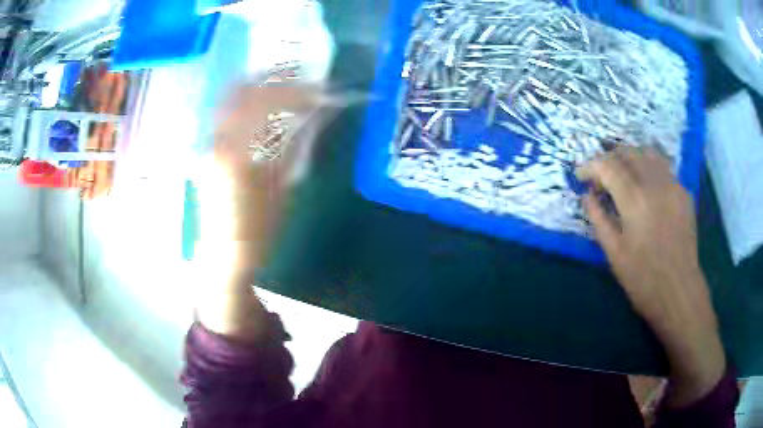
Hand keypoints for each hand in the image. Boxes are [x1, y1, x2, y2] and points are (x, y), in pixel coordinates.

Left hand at [198, 84, 321, 269]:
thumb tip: (314, 118)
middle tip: (300, 78)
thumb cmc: (256, 229)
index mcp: (235, 153)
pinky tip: (265, 107)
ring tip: (285, 86)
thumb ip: (293, 146)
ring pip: (231, 99)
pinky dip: (249, 104)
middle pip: (241, 91)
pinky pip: (228, 115)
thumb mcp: (281, 188)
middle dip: (273, 79)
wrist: (224, 253)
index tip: (318, 92)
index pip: (264, 104)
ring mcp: (209, 144)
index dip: (294, 92)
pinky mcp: (209, 150)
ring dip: (259, 87)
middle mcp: (217, 141)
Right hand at [577, 147, 725, 406]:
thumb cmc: (643, 279)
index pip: (608, 165)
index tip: (580, 175)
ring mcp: (673, 185)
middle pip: (628, 152)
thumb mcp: (614, 254)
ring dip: (630, 156)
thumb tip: (587, 196)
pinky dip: (649, 167)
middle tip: (600, 175)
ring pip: (648, 153)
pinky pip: (663, 168)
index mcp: (635, 199)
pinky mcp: (684, 193)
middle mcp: (655, 183)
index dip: (590, 166)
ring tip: (622, 172)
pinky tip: (646, 185)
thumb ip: (599, 219)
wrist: (679, 292)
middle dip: (609, 158)